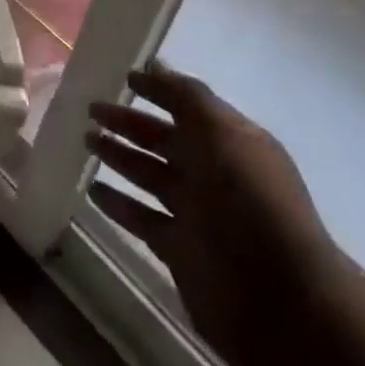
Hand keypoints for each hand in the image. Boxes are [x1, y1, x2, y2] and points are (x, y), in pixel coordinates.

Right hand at [87, 66, 343, 365]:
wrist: (279, 301)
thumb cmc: (250, 203)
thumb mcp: (221, 135)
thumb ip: (186, 97)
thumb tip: (154, 65)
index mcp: (232, 142)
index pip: (188, 107)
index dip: (159, 90)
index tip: (123, 77)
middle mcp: (214, 173)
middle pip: (163, 139)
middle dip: (129, 121)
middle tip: (91, 109)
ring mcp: (197, 213)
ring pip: (149, 175)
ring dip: (119, 156)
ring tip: (85, 139)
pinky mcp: (179, 249)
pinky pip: (141, 217)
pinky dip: (117, 203)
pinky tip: (91, 189)